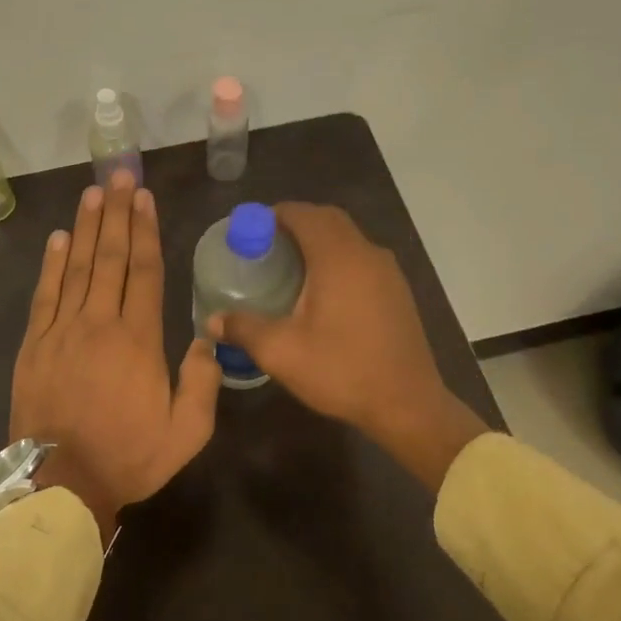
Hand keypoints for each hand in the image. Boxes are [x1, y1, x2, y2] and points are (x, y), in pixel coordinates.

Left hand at [10, 171, 221, 544]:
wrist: (60, 485)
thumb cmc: (128, 457)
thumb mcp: (186, 433)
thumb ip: (202, 383)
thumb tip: (206, 339)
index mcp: (138, 339)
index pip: (143, 271)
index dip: (144, 231)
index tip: (144, 198)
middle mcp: (99, 323)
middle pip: (109, 257)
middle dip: (116, 213)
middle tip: (118, 176)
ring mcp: (62, 331)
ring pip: (76, 268)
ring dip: (85, 228)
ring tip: (92, 194)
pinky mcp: (34, 344)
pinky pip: (44, 295)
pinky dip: (51, 264)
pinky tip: (58, 238)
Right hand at [207, 203, 486, 490]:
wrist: (408, 405)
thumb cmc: (342, 371)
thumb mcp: (282, 353)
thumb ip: (244, 329)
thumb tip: (213, 321)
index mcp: (338, 258)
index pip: (304, 214)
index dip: (274, 214)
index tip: (250, 229)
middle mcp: (366, 253)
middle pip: (328, 219)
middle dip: (296, 222)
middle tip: (266, 243)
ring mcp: (387, 271)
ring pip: (348, 237)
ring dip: (319, 239)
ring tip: (290, 264)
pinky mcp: (397, 290)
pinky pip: (361, 257)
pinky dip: (337, 257)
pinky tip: (322, 289)